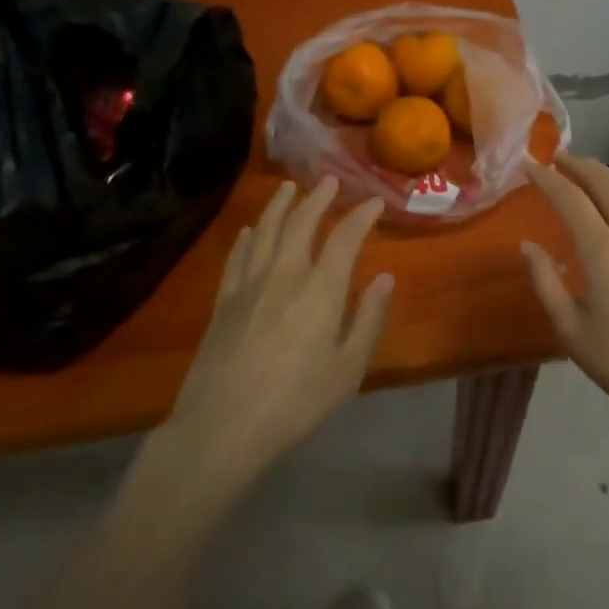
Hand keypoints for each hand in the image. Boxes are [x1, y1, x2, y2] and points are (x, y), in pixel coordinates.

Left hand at [167, 177, 393, 479]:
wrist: (222, 428)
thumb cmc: (296, 403)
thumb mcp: (348, 369)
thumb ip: (369, 319)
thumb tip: (385, 277)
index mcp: (321, 290)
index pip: (345, 237)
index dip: (362, 215)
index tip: (374, 201)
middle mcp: (285, 274)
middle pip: (301, 222)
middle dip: (319, 198)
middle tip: (330, 181)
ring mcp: (249, 284)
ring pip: (266, 230)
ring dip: (280, 205)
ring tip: (289, 187)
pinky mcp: (223, 300)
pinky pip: (237, 256)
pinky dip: (247, 237)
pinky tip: (250, 230)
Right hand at [522, 155, 608, 433]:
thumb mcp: (574, 332)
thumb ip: (546, 283)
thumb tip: (528, 246)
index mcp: (604, 249)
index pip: (570, 197)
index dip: (547, 178)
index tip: (529, 165)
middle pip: (605, 181)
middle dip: (579, 165)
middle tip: (558, 160)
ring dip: (606, 173)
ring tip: (588, 173)